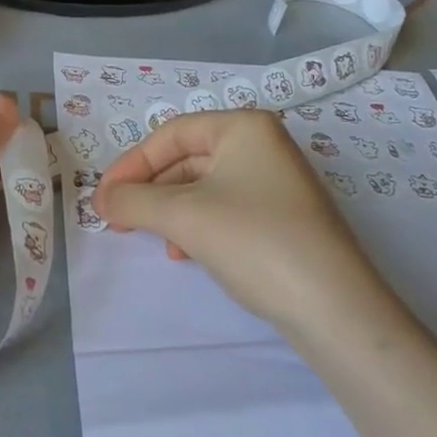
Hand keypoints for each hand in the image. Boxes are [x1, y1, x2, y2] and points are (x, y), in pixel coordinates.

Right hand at [94, 109, 385, 329]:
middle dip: (150, 190)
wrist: (335, 309)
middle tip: (118, 219)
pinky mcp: (283, 218)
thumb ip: (133, 201)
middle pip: (187, 158)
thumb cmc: (255, 241)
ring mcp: (277, 182)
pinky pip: (225, 209)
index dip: (131, 163)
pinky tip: (185, 252)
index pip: (171, 134)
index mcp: (244, 127)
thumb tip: (101, 199)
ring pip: (203, 187)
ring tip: (151, 239)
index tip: (103, 197)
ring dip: (169, 210)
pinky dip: (197, 225)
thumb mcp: (184, 217)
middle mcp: (263, 145)